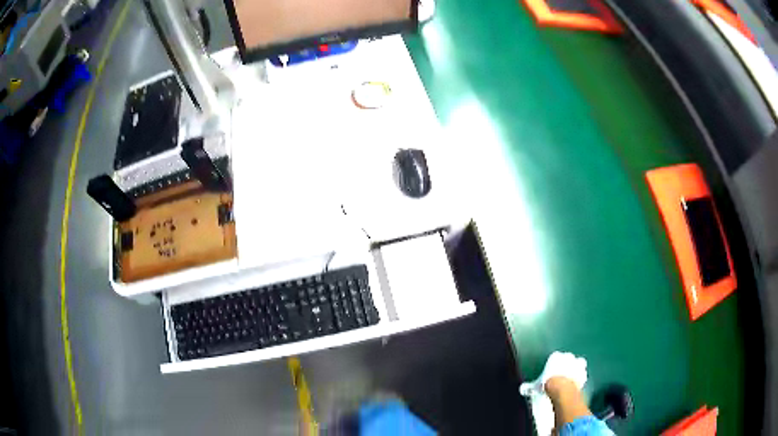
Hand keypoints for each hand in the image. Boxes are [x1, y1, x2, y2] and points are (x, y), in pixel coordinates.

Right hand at [519, 351, 587, 396]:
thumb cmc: (548, 383)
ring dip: (576, 369)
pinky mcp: (584, 373)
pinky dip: (580, 378)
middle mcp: (568, 357)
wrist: (563, 389)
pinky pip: (582, 374)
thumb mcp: (535, 386)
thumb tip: (522, 389)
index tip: (551, 372)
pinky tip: (576, 384)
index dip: (553, 364)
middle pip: (568, 358)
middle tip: (561, 374)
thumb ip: (529, 386)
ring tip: (571, 377)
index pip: (555, 357)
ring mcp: (577, 364)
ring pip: (578, 363)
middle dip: (566, 364)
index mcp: (556, 357)